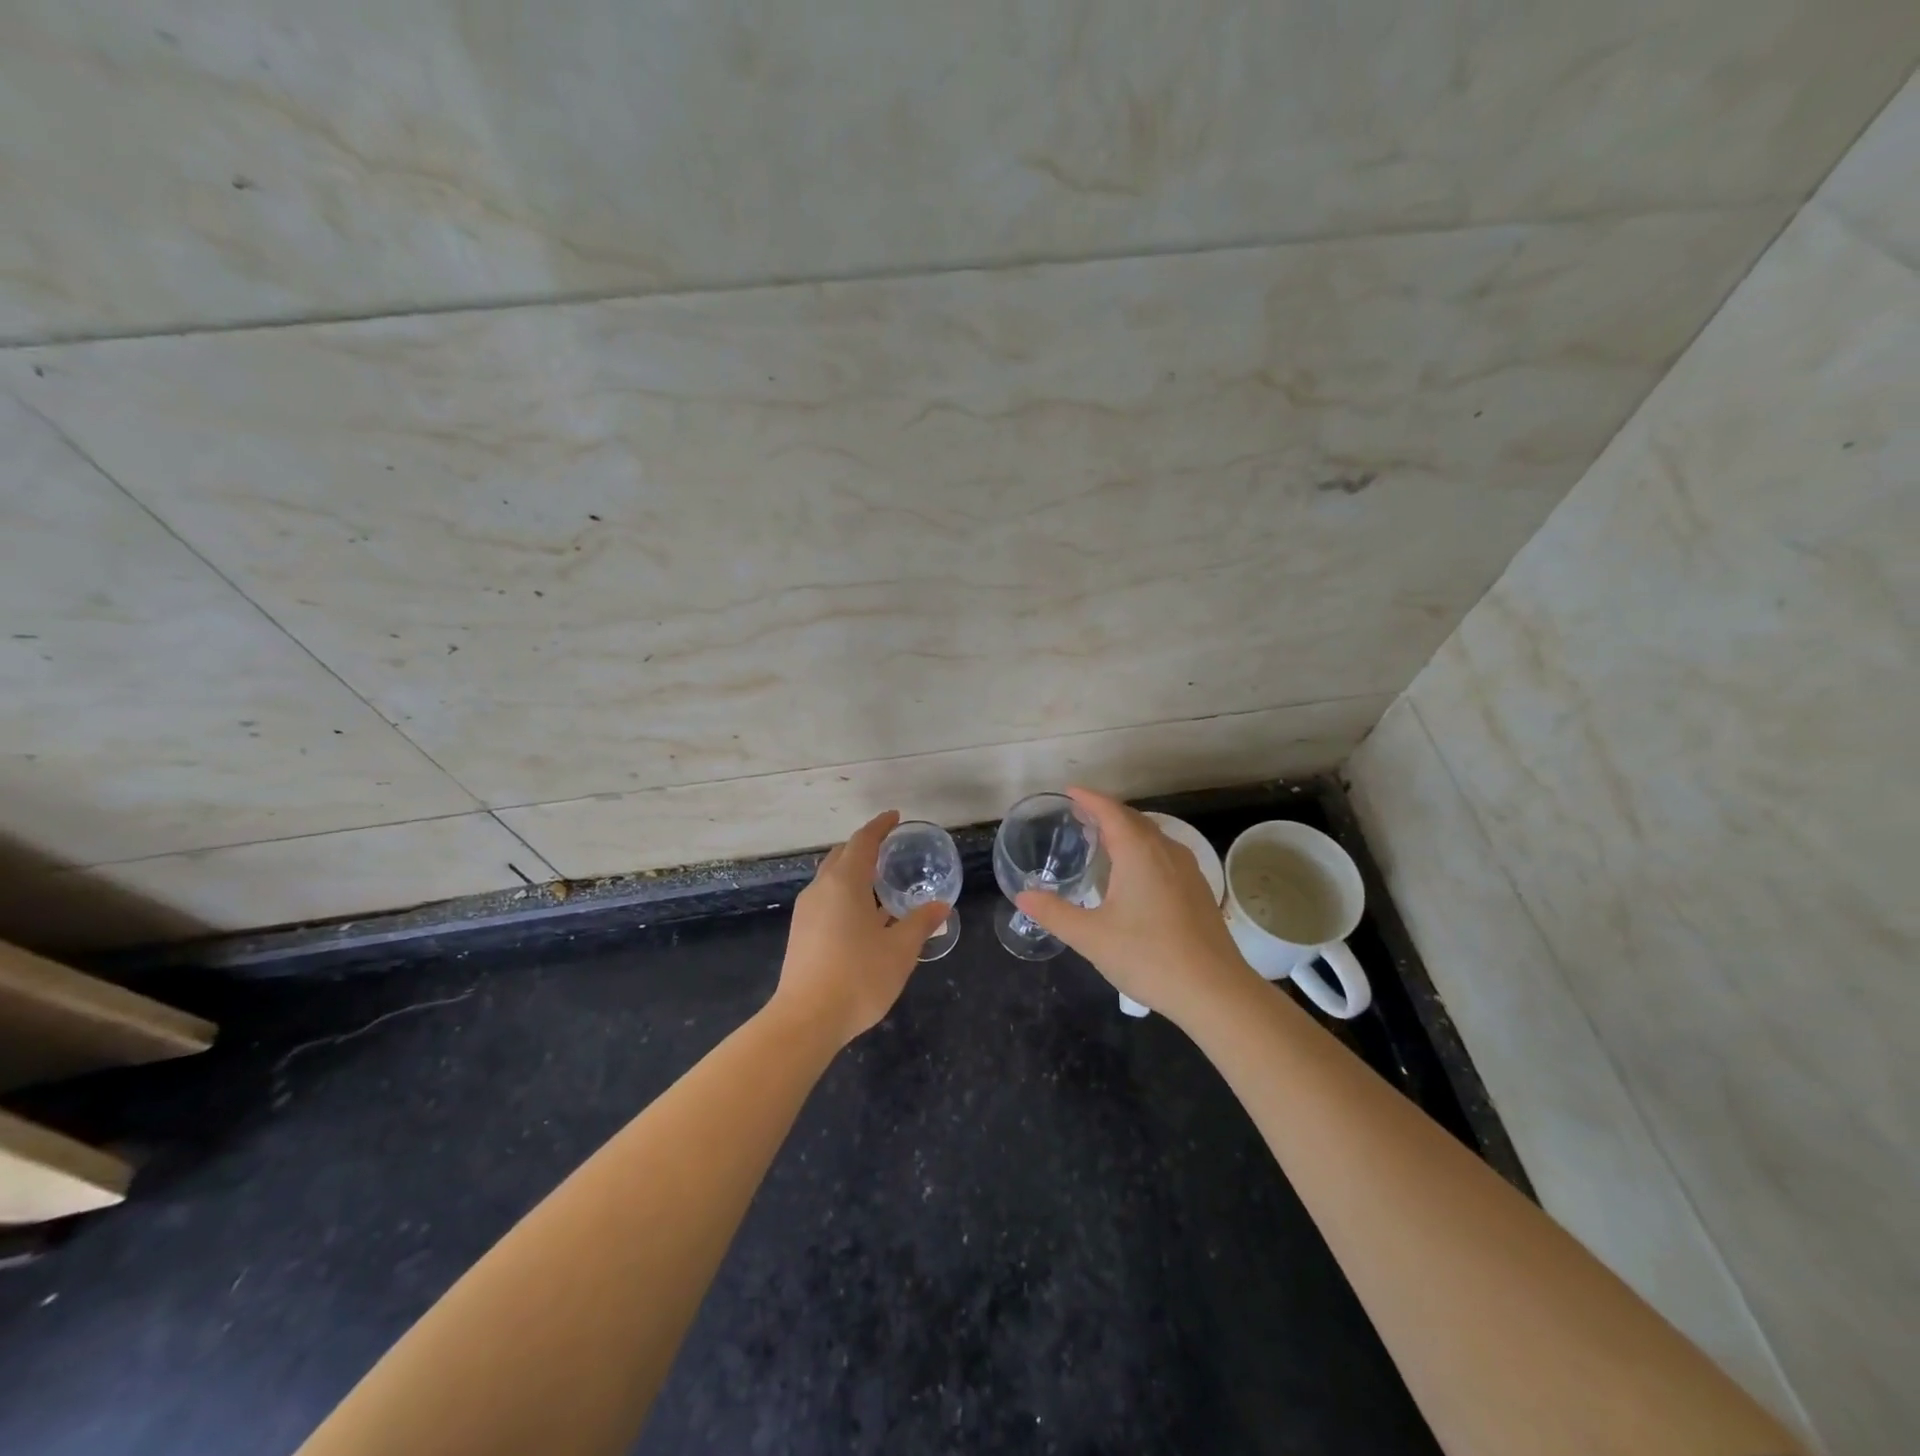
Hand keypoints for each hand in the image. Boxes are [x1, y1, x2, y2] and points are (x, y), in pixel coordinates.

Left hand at [772, 811, 949, 1048]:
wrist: (806, 1020)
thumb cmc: (858, 977)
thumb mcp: (900, 950)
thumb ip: (921, 923)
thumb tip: (941, 905)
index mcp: (845, 883)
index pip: (863, 841)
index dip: (880, 826)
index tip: (895, 817)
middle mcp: (821, 889)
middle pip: (842, 855)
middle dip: (864, 847)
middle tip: (889, 849)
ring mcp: (806, 911)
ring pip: (830, 878)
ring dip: (853, 871)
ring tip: (879, 882)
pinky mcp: (799, 932)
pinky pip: (825, 898)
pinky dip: (844, 893)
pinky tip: (861, 915)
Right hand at [1015, 787, 1256, 1026]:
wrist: (1215, 991)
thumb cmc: (1149, 957)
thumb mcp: (1091, 937)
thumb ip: (1054, 913)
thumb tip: (1023, 897)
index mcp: (1139, 852)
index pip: (1110, 811)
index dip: (1088, 798)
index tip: (1069, 792)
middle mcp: (1166, 850)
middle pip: (1132, 818)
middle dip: (1105, 812)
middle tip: (1078, 816)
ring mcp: (1187, 869)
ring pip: (1152, 836)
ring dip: (1126, 830)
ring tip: (1102, 841)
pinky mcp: (1198, 889)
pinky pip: (1164, 853)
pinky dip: (1142, 849)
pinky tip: (1133, 874)